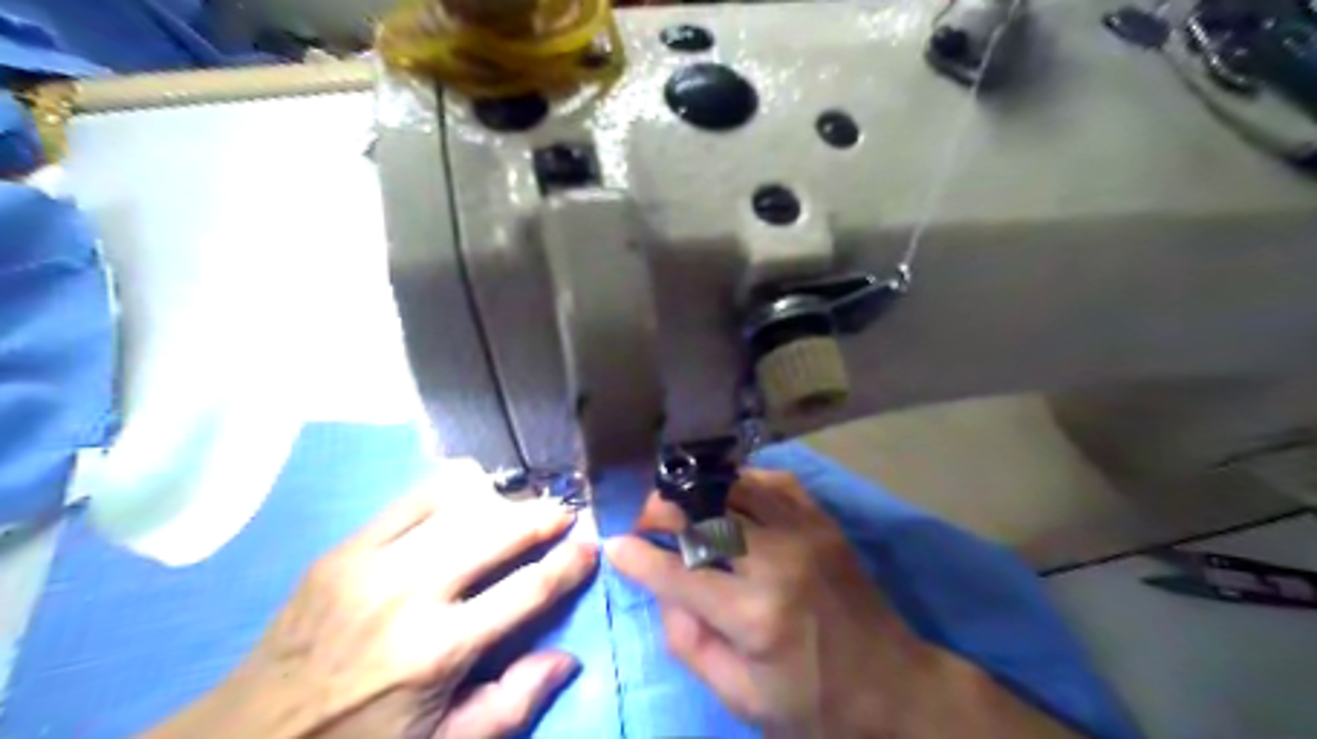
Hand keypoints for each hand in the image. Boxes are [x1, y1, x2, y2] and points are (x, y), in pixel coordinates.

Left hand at [148, 462, 595, 737]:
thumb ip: (511, 703)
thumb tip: (566, 657)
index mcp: (440, 651)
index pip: (528, 590)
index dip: (569, 563)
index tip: (591, 546)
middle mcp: (412, 595)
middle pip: (497, 533)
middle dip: (541, 516)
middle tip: (565, 511)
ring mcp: (373, 564)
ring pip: (459, 507)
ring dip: (502, 500)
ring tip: (523, 503)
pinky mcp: (345, 549)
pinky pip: (412, 499)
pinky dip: (451, 489)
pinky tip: (471, 492)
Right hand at [607, 470, 1080, 735]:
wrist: (895, 686)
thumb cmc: (815, 703)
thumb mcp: (743, 698)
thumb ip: (690, 643)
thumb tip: (662, 592)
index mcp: (756, 615)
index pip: (679, 574)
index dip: (638, 556)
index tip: (614, 544)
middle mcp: (778, 560)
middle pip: (705, 514)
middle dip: (661, 509)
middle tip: (642, 518)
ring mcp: (805, 532)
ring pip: (736, 486)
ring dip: (697, 488)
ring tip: (675, 499)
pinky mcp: (823, 521)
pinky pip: (774, 482)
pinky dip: (741, 481)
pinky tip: (726, 493)